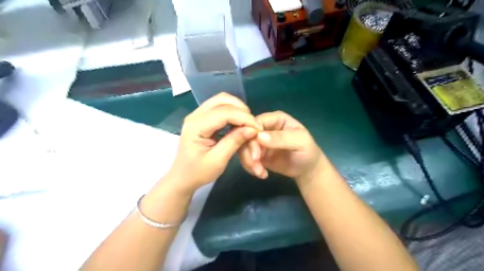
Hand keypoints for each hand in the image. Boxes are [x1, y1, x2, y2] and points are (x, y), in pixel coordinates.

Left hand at [163, 93, 260, 194]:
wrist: (182, 177)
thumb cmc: (198, 172)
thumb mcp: (218, 160)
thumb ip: (234, 142)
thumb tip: (252, 129)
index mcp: (196, 126)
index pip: (223, 113)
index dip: (243, 117)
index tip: (258, 128)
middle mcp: (195, 115)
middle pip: (222, 99)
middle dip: (241, 109)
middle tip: (252, 124)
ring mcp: (197, 114)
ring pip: (221, 100)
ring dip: (237, 108)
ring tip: (246, 123)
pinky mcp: (201, 118)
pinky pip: (219, 107)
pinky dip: (232, 112)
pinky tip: (238, 123)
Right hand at [238, 110, 324, 183]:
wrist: (307, 169)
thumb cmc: (307, 151)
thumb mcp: (299, 142)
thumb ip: (281, 138)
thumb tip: (259, 136)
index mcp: (276, 119)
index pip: (255, 122)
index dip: (251, 136)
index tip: (256, 154)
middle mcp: (265, 127)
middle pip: (246, 135)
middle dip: (249, 152)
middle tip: (256, 167)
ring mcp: (259, 140)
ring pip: (243, 146)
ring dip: (248, 161)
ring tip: (260, 173)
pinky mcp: (256, 152)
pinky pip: (246, 157)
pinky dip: (250, 166)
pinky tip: (261, 174)